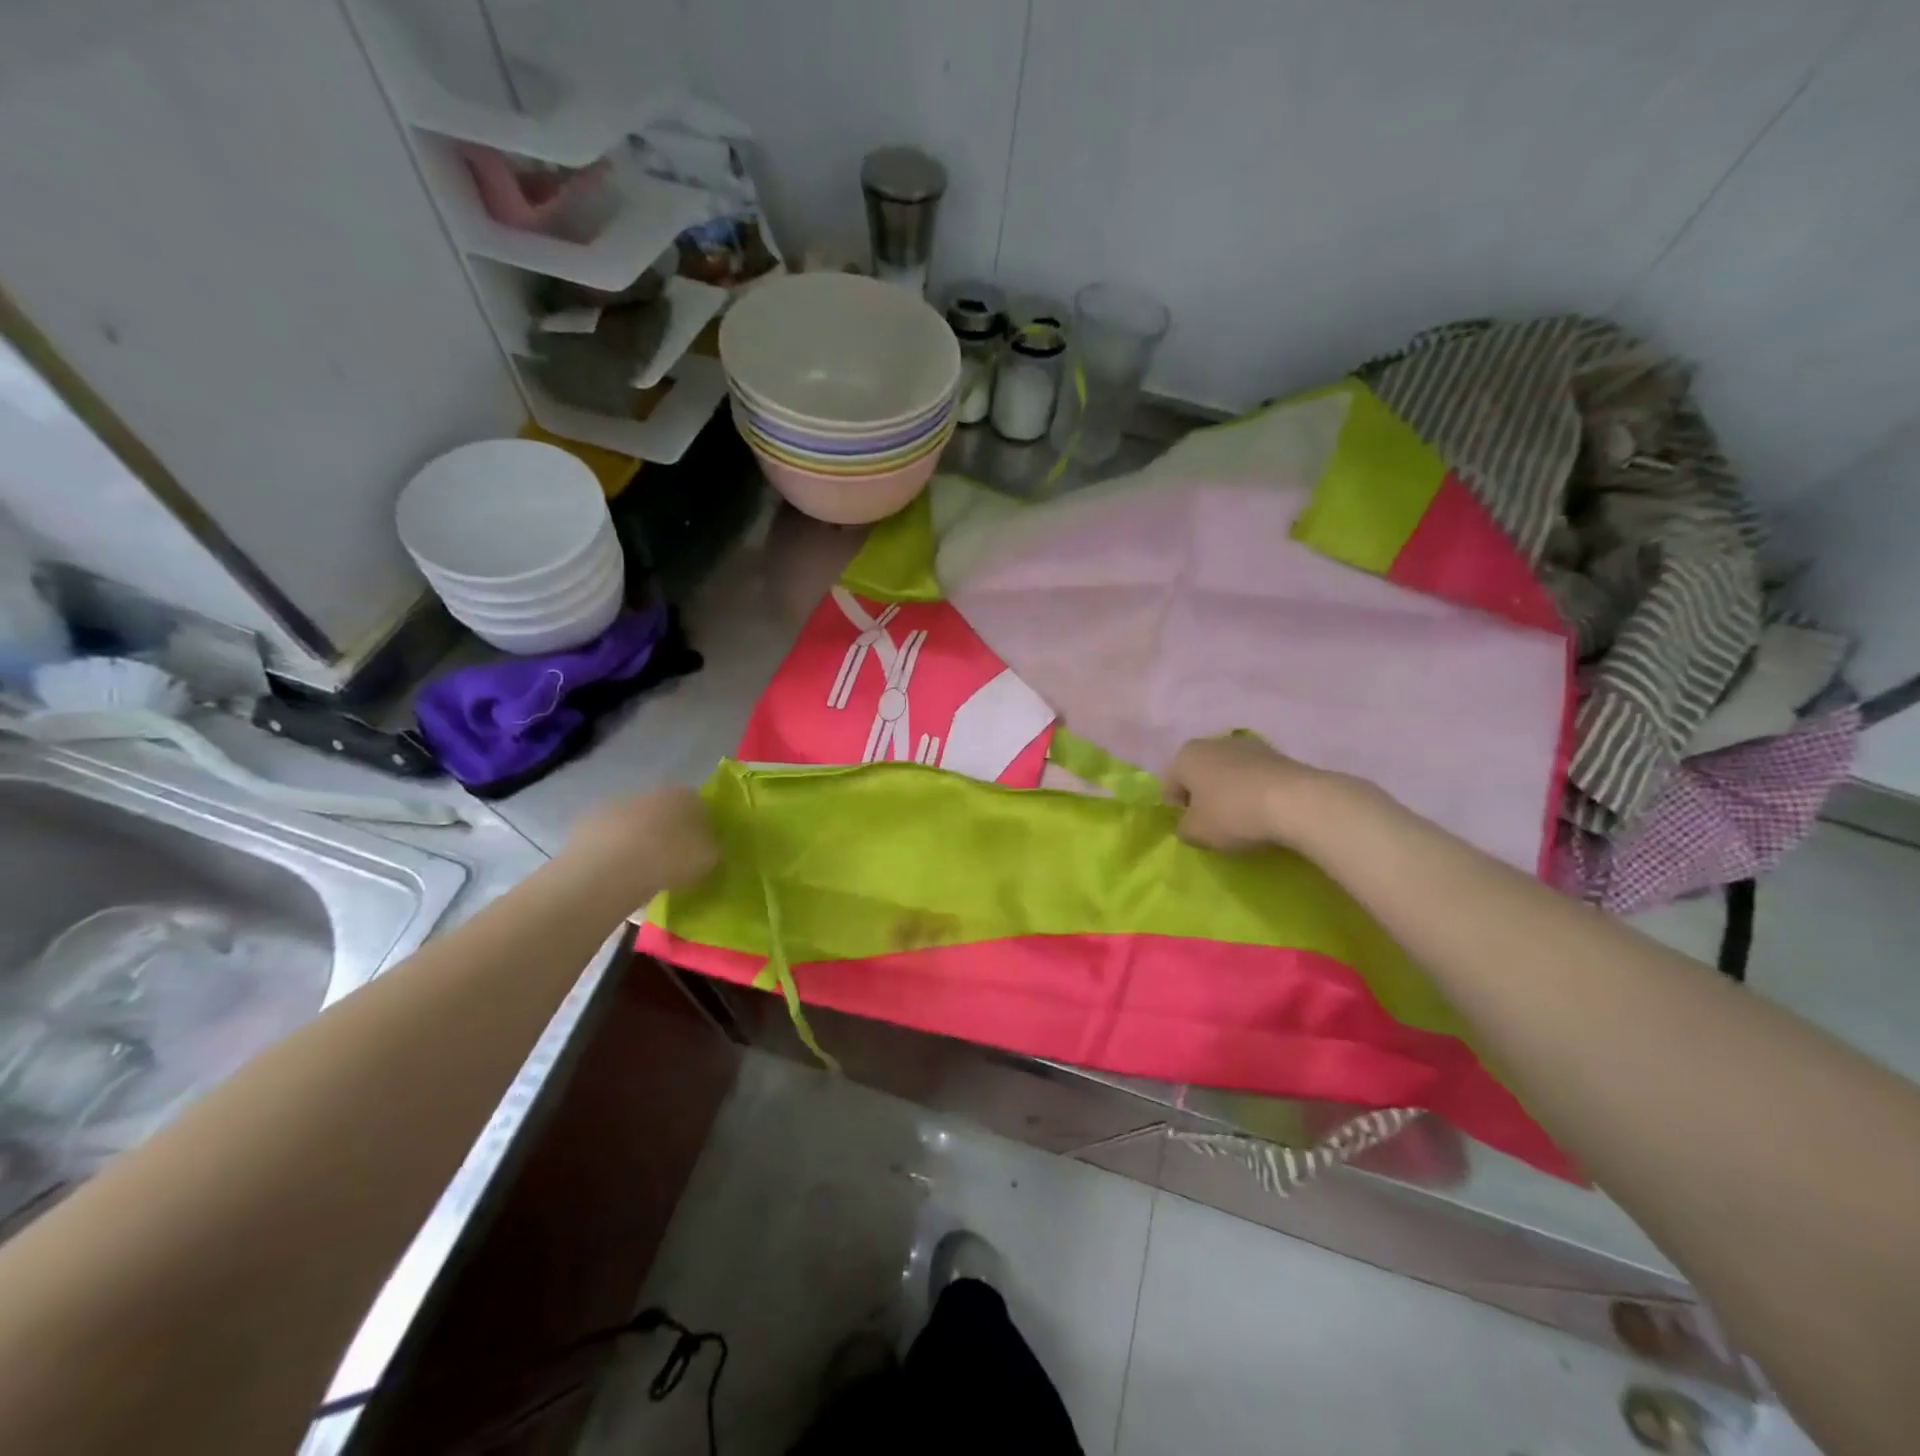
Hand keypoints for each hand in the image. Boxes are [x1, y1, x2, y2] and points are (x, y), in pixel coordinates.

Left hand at [562, 788, 719, 896]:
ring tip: (643, 875)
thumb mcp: (709, 859)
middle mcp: (652, 793)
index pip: (700, 806)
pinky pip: (610, 841)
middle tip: (672, 863)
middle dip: (668, 834)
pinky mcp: (587, 825)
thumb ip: (712, 849)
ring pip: (636, 825)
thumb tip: (708, 847)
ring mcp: (617, 806)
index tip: (701, 851)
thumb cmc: (670, 859)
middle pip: (665, 813)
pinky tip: (618, 877)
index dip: (702, 828)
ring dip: (640, 843)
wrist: (610, 868)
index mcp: (685, 795)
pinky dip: (614, 855)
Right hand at [1162, 733, 1326, 851]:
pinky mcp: (1278, 754)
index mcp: (1186, 755)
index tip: (1194, 829)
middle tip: (1216, 824)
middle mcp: (1213, 742)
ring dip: (1230, 792)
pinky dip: (1255, 791)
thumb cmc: (1233, 814)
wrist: (1297, 802)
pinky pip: (1255, 777)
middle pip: (1199, 774)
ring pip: (1228, 773)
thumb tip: (1188, 825)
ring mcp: (1248, 745)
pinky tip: (1266, 811)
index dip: (1177, 811)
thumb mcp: (1196, 833)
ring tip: (1244, 818)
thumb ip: (1183, 829)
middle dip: (1204, 797)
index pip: (1169, 786)